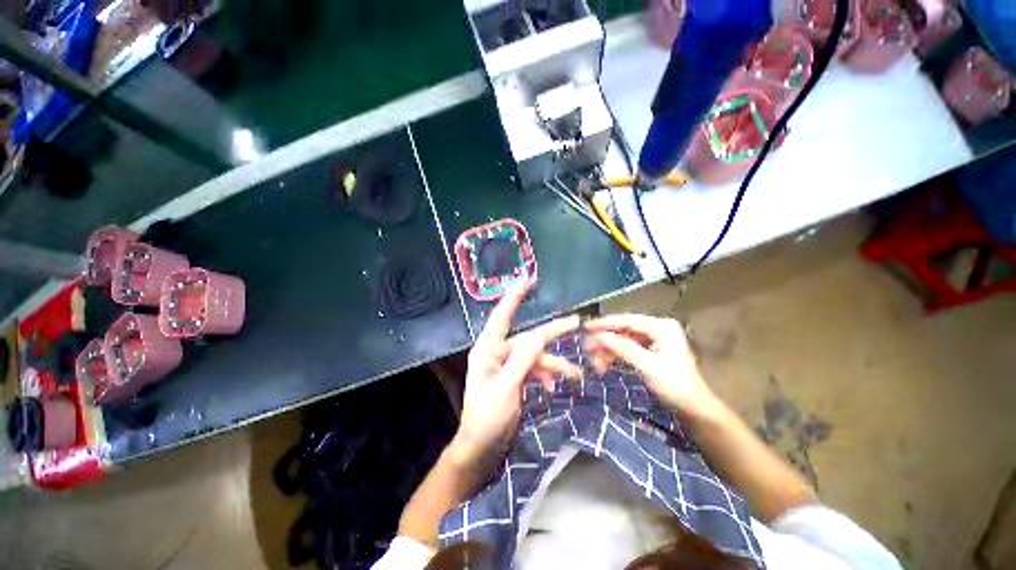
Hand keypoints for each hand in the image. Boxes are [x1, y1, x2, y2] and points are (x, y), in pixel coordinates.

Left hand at [450, 282, 580, 467]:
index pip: (502, 317)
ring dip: (554, 364)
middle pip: (528, 338)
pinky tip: (553, 387)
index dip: (514, 297)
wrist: (483, 448)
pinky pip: (535, 369)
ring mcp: (508, 366)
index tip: (527, 281)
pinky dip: (546, 375)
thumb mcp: (506, 388)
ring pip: (536, 356)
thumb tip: (540, 336)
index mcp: (488, 350)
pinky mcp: (516, 378)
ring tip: (575, 375)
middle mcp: (498, 353)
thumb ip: (522, 360)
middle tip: (574, 323)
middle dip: (551, 334)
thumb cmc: (487, 418)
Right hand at [584, 314, 722, 421]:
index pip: (627, 321)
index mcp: (661, 327)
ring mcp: (653, 340)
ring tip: (594, 363)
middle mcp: (656, 329)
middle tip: (586, 349)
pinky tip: (603, 365)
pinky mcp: (649, 351)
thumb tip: (598, 336)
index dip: (604, 324)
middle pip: (623, 330)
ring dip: (607, 351)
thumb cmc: (675, 386)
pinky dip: (614, 356)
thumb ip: (622, 348)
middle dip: (604, 341)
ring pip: (622, 340)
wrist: (694, 409)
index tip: (585, 327)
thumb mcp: (647, 366)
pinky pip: (626, 348)